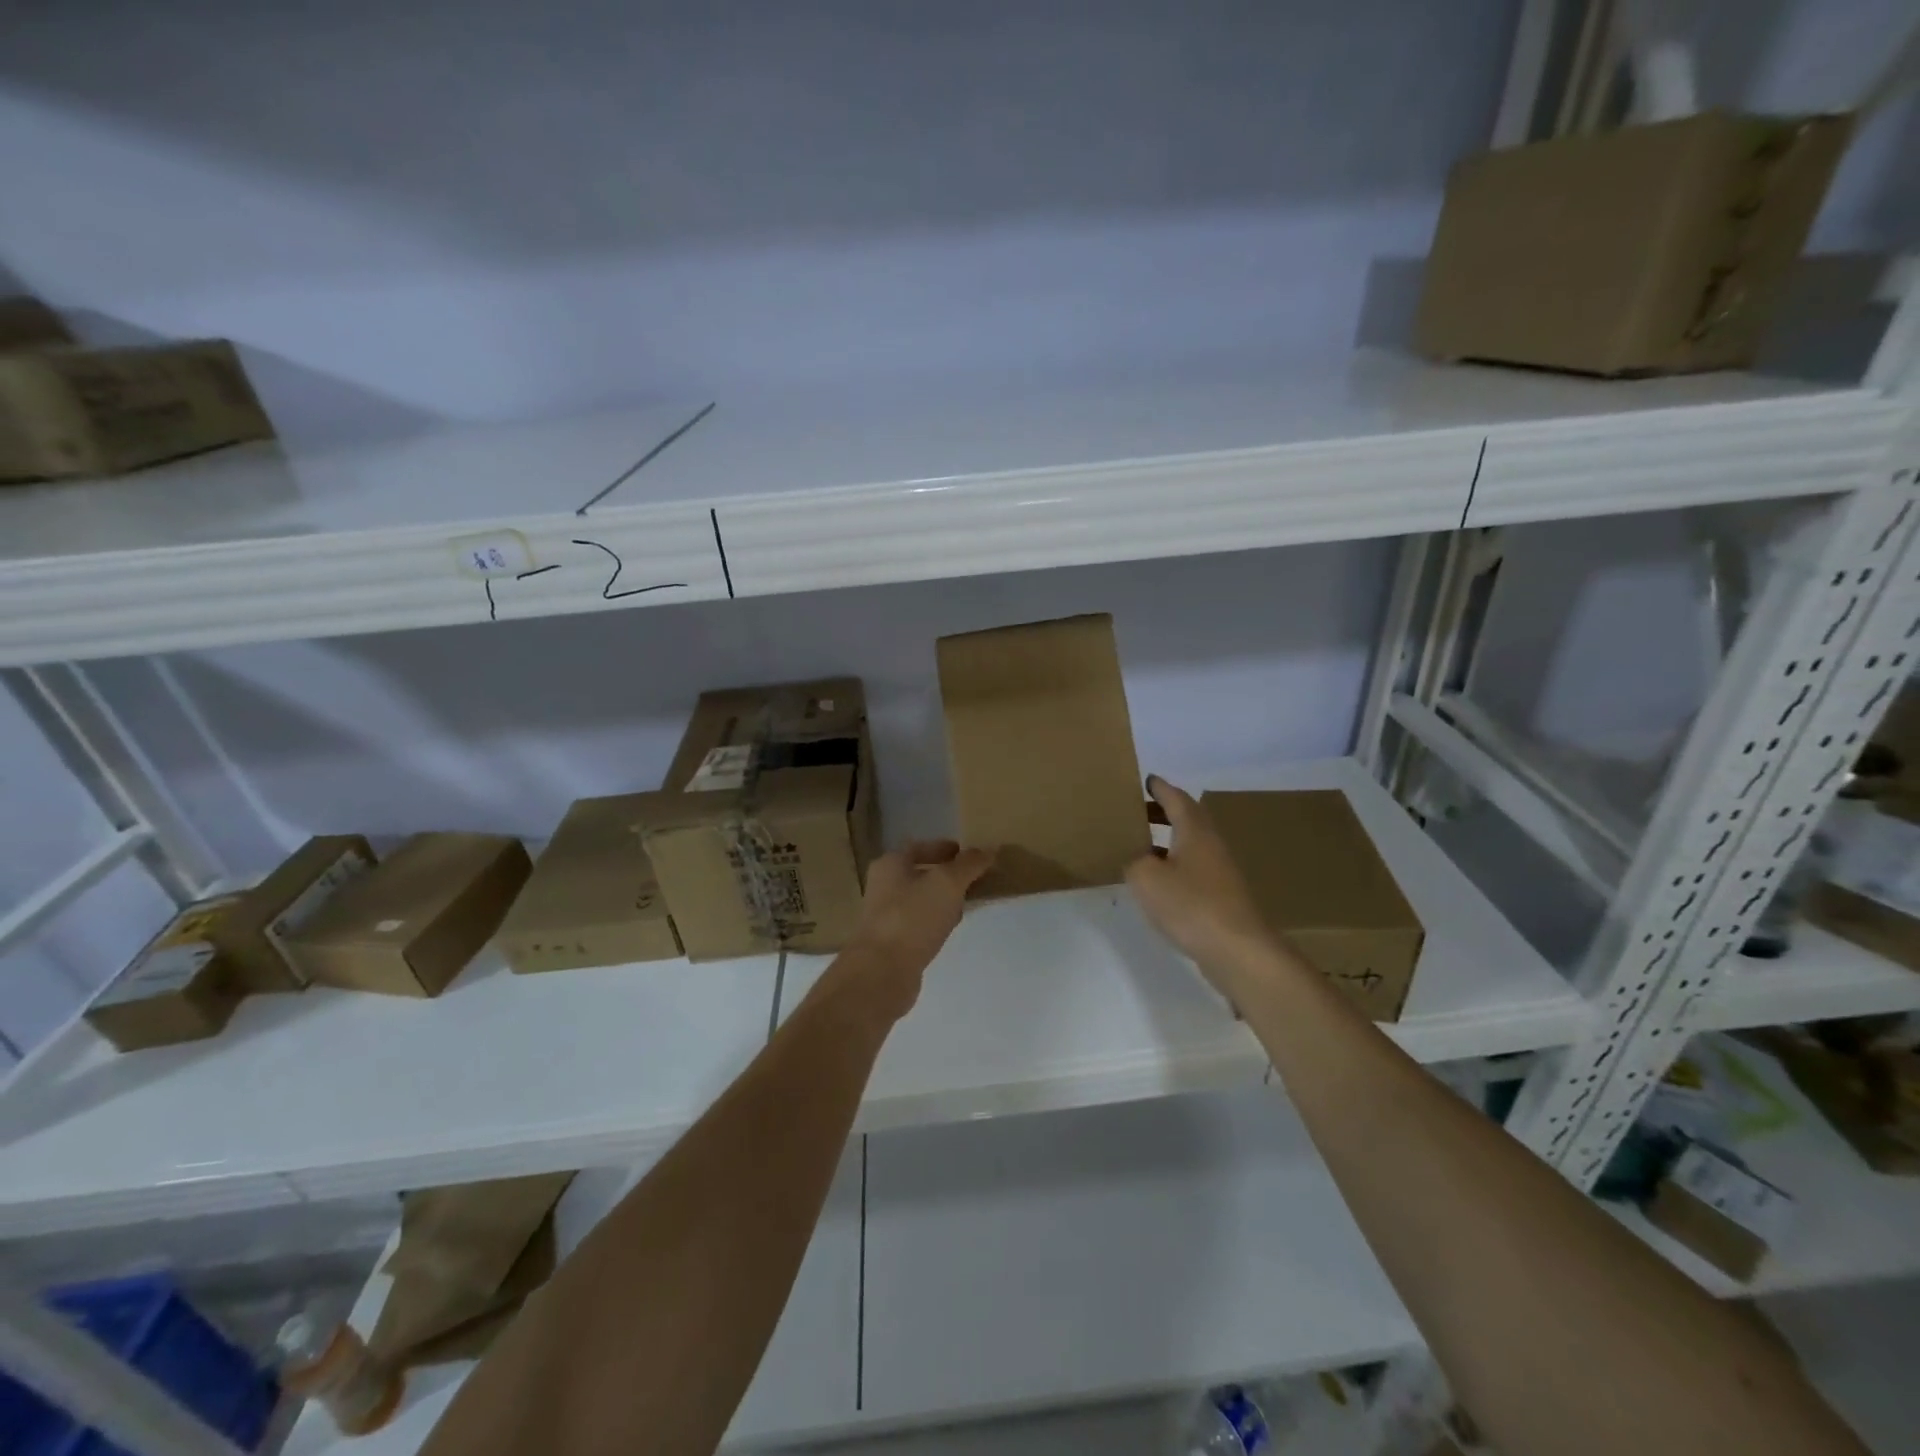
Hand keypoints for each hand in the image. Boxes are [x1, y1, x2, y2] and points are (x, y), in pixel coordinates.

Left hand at [841, 840, 994, 1020]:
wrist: (882, 972)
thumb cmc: (912, 917)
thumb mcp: (947, 883)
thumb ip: (969, 864)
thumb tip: (989, 849)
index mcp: (890, 864)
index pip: (920, 847)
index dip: (945, 848)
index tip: (970, 855)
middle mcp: (883, 886)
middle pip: (919, 873)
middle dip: (946, 875)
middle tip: (974, 879)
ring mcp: (885, 916)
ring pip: (919, 900)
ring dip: (942, 900)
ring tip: (967, 903)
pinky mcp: (891, 943)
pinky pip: (918, 924)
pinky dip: (935, 922)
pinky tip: (949, 929)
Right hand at [1125, 776, 1277, 994]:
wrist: (1238, 950)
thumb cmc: (1190, 904)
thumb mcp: (1146, 878)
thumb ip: (1133, 861)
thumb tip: (1134, 859)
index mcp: (1194, 831)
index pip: (1176, 798)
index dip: (1160, 788)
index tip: (1145, 780)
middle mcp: (1210, 844)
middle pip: (1187, 819)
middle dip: (1162, 812)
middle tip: (1136, 812)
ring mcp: (1219, 872)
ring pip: (1190, 845)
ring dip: (1167, 840)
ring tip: (1140, 845)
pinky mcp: (1220, 896)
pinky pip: (1192, 869)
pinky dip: (1173, 866)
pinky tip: (1157, 882)